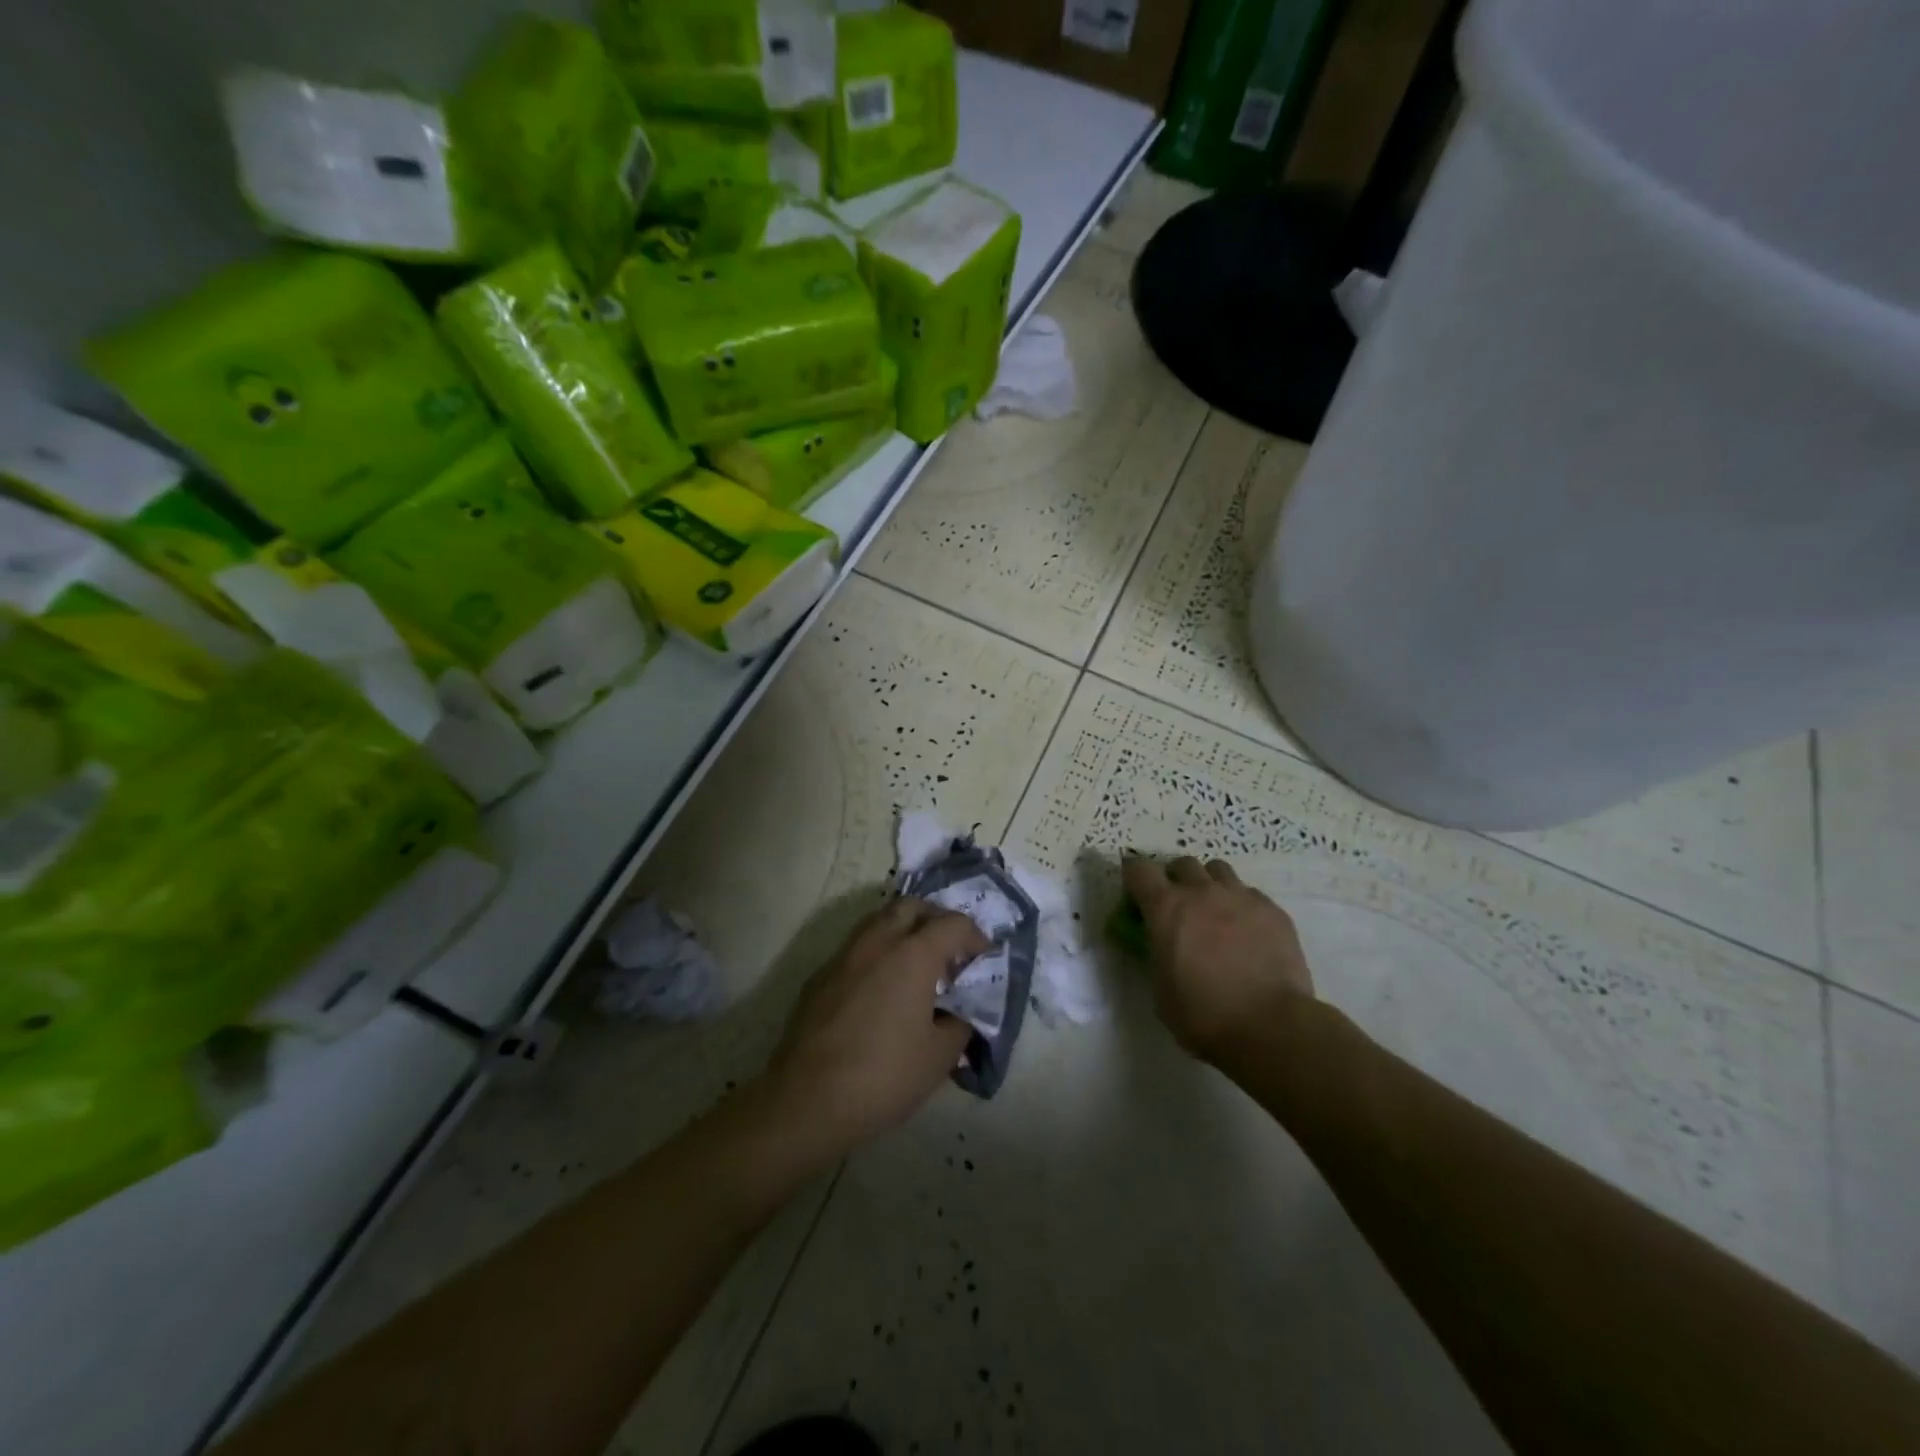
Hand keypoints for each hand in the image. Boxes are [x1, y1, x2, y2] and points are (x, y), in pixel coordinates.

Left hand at [765, 897, 985, 1159]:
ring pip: (878, 922)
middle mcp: (877, 942)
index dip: (974, 935)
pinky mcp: (819, 977)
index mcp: (912, 955)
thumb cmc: (883, 1076)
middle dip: (934, 919)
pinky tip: (880, 991)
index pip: (952, 923)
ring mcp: (843, 956)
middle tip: (948, 950)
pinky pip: (856, 950)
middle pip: (910, 906)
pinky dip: (876, 955)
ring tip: (915, 967)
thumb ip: (959, 1024)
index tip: (982, 957)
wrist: (807, 1100)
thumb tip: (959, 1013)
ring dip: (902, 932)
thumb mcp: (939, 1057)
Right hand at [1122, 855, 1314, 1063]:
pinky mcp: (1272, 910)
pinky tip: (1247, 931)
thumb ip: (1157, 955)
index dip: (1134, 877)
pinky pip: (1249, 893)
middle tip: (1178, 906)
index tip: (1136, 893)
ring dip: (1209, 884)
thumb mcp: (1161, 988)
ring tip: (1214, 910)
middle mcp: (1201, 892)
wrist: (1269, 1026)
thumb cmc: (1203, 1015)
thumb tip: (1163, 946)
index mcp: (1166, 908)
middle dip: (1175, 879)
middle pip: (1182, 864)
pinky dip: (1241, 905)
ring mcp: (1240, 897)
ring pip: (1218, 870)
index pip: (1139, 869)